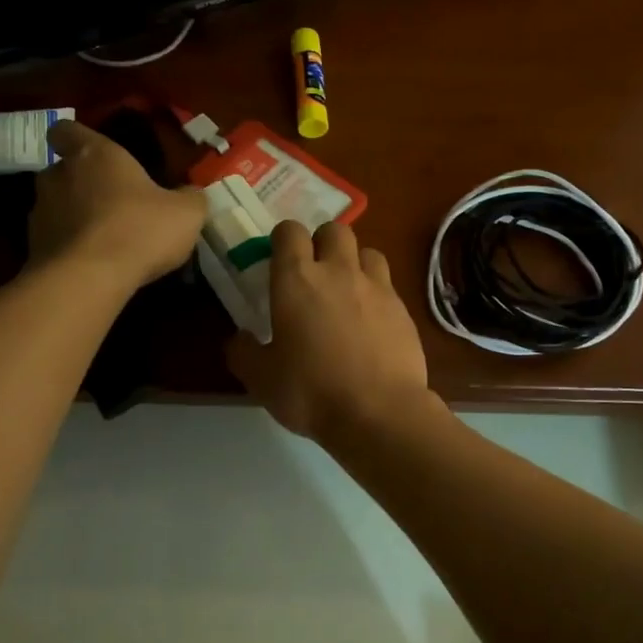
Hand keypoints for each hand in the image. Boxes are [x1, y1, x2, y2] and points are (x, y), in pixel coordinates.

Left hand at [30, 121, 205, 288]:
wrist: (89, 280)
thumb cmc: (139, 230)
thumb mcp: (186, 214)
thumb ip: (190, 198)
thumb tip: (191, 194)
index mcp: (94, 154)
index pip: (66, 130)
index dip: (76, 139)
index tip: (92, 154)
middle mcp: (59, 176)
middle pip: (62, 171)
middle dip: (81, 185)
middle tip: (110, 204)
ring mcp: (40, 213)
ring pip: (55, 207)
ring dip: (74, 218)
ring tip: (103, 241)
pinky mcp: (33, 248)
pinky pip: (53, 241)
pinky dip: (69, 249)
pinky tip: (93, 266)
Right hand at [227, 220, 432, 441]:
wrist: (379, 413)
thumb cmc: (310, 392)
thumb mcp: (260, 378)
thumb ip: (243, 352)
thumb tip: (239, 338)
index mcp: (297, 280)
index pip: (290, 232)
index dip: (283, 239)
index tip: (278, 259)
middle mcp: (338, 271)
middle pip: (335, 229)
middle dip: (322, 241)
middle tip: (314, 272)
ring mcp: (376, 287)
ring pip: (367, 251)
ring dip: (355, 262)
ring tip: (347, 291)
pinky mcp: (403, 309)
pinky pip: (388, 285)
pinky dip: (376, 294)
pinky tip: (371, 322)